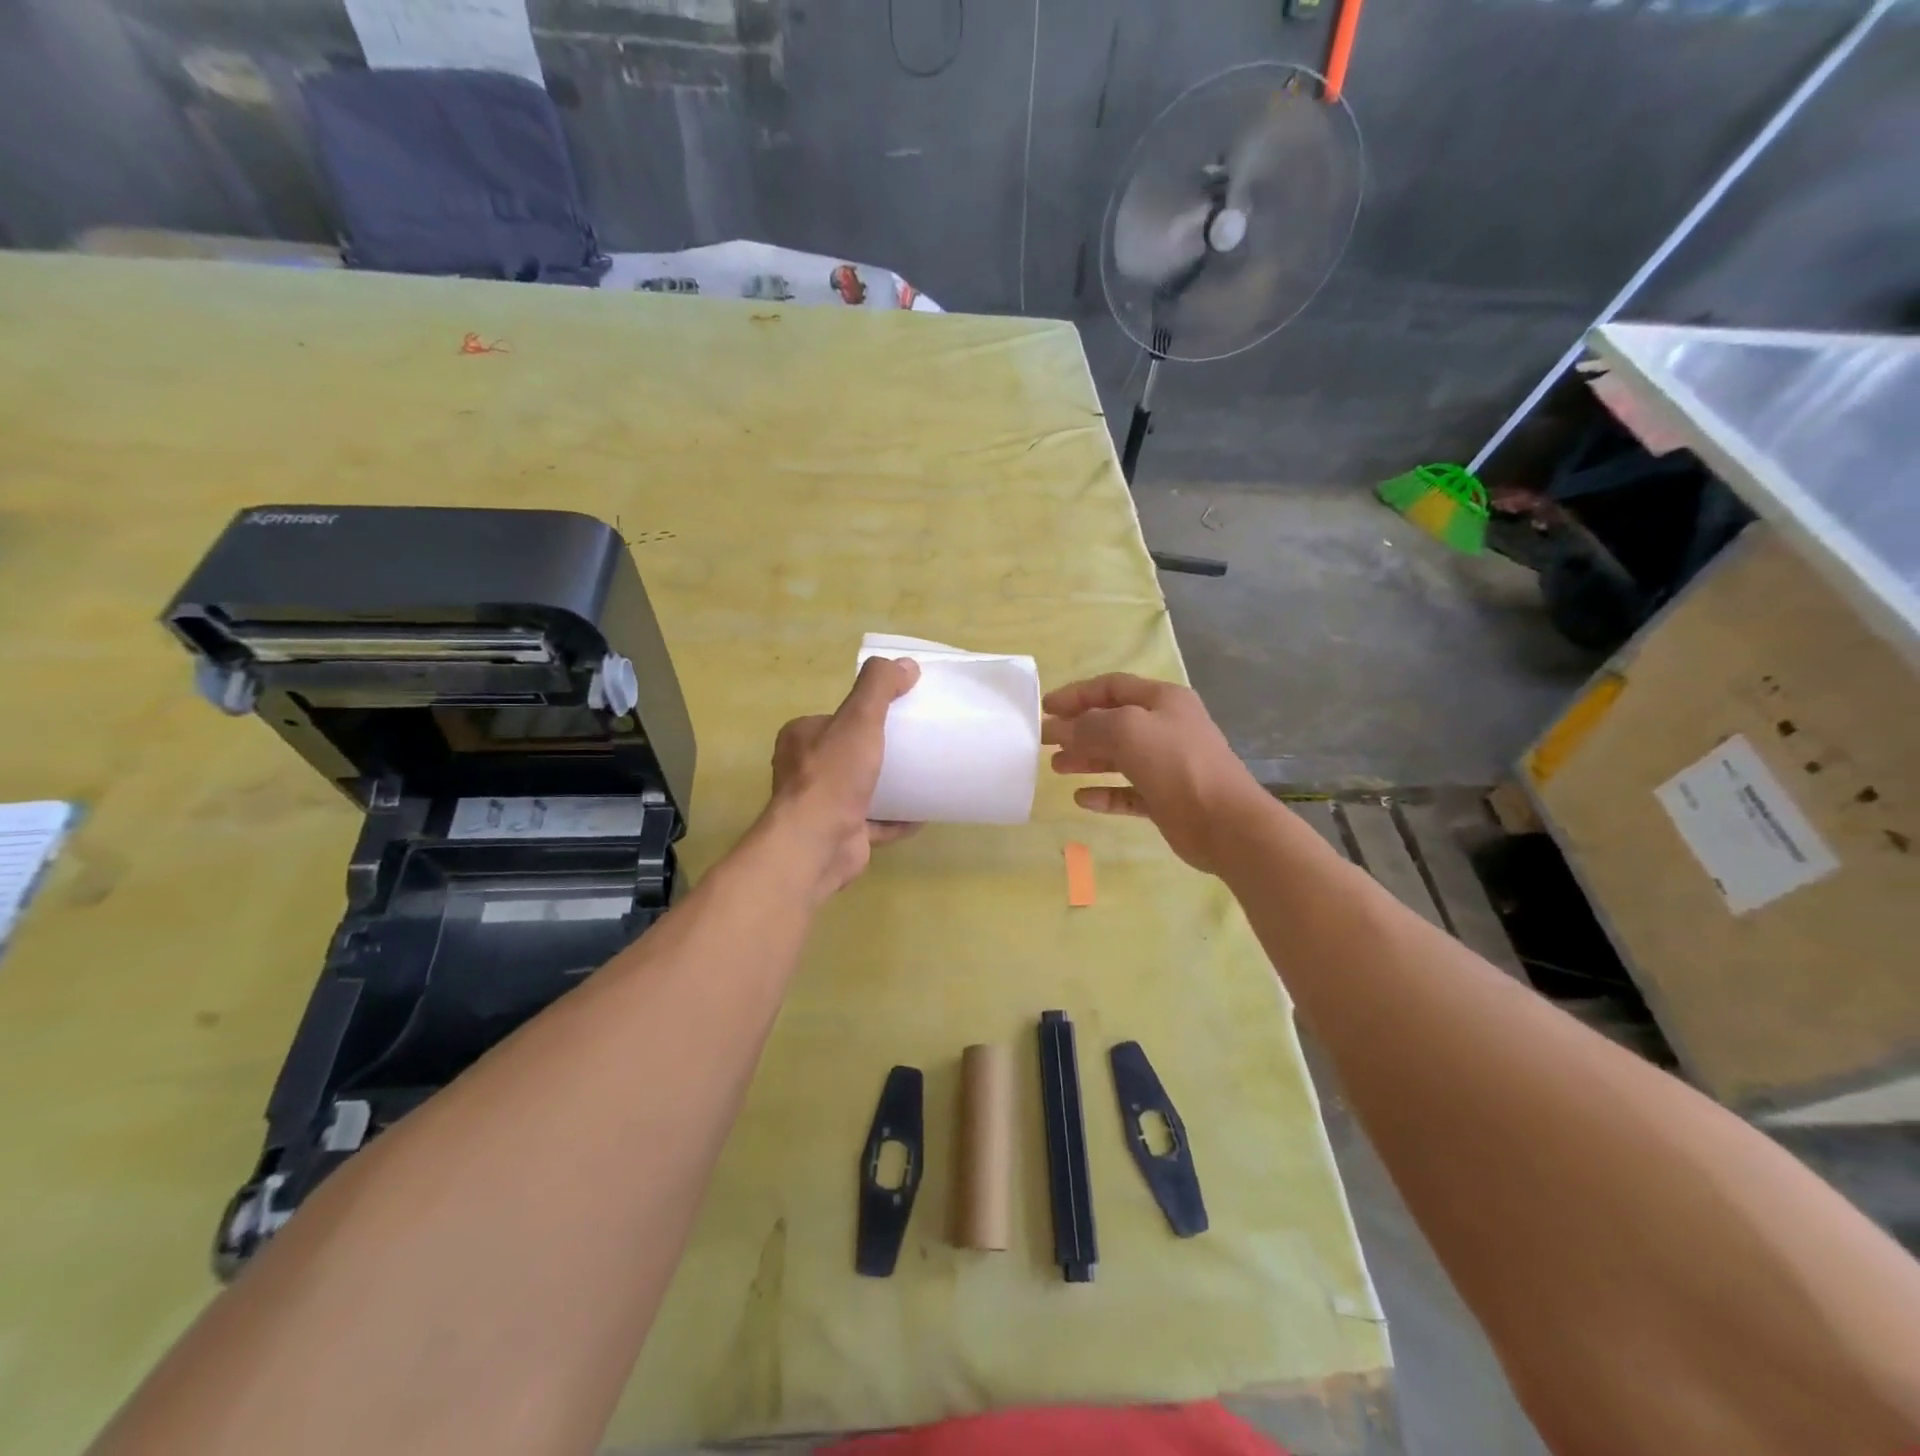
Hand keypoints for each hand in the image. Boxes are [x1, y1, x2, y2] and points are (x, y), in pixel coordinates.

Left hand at [767, 656, 920, 899]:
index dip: (863, 714)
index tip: (898, 714)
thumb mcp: (859, 719)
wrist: (818, 843)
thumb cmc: (834, 776)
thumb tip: (906, 665)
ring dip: (889, 785)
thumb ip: (879, 687)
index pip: (835, 718)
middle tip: (916, 746)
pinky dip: (897, 818)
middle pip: (849, 753)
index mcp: (801, 738)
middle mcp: (804, 771)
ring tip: (924, 776)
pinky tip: (923, 814)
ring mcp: (822, 806)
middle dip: (879, 751)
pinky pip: (875, 822)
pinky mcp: (841, 834)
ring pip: (861, 789)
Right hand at [1043, 673, 1263, 874]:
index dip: (1076, 694)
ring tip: (1056, 768)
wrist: (1225, 822)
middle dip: (1077, 728)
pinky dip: (1105, 793)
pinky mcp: (1166, 799)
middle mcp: (1166, 728)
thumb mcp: (1127, 730)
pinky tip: (1082, 799)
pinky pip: (1128, 792)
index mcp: (1163, 700)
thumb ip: (1088, 724)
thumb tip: (1060, 728)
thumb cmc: (1177, 764)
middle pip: (1113, 722)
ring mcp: (1167, 765)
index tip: (1045, 708)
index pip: (1112, 687)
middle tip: (1044, 741)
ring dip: (1086, 759)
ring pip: (1118, 757)